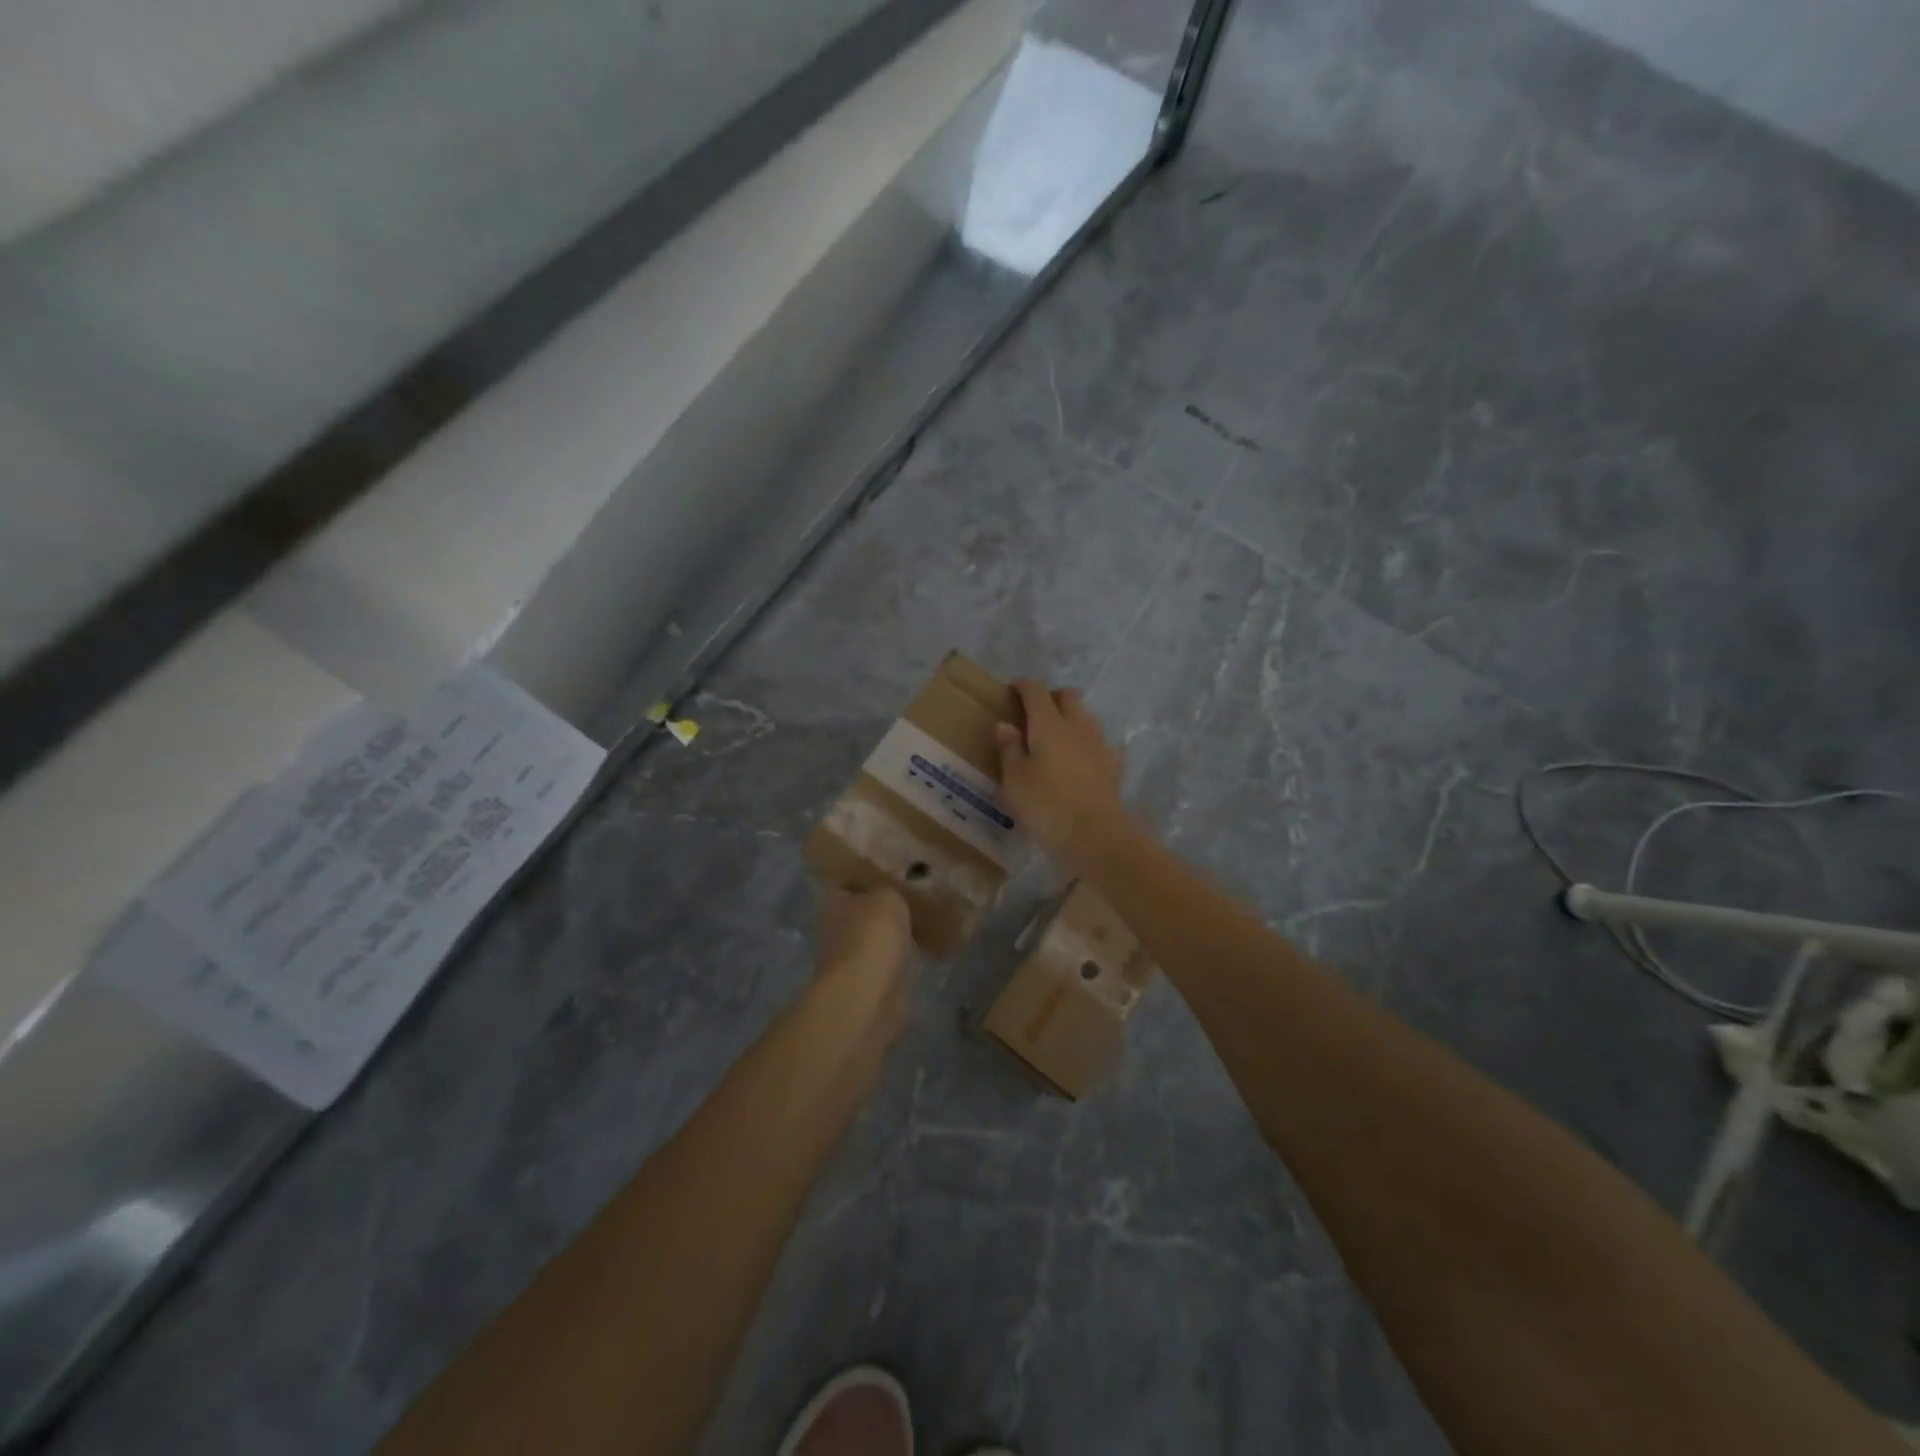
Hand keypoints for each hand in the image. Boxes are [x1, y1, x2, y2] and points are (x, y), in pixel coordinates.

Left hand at [813, 886, 913, 1038]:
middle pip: (861, 918)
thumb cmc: (872, 936)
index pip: (848, 888)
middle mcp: (833, 932)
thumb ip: (888, 892)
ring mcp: (846, 963)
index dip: (869, 885)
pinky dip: (897, 966)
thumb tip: (889, 896)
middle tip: (911, 908)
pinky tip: (917, 959)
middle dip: (881, 917)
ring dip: (889, 943)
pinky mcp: (863, 988)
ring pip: (872, 944)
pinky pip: (884, 968)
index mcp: (832, 905)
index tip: (893, 883)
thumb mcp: (887, 897)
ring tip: (919, 932)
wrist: (867, 993)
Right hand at [996, 679, 1129, 872]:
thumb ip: (1009, 749)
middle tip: (1033, 713)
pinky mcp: (1114, 767)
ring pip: (1086, 717)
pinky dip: (1089, 746)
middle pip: (1068, 697)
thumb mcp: (1014, 780)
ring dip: (1071, 719)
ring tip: (1056, 738)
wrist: (1096, 835)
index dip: (1023, 686)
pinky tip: (1083, 761)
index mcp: (1048, 724)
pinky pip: (1101, 745)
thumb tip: (1005, 725)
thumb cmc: (1046, 806)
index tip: (1011, 690)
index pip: (1036, 691)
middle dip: (1051, 697)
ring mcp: (1100, 745)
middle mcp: (1077, 726)